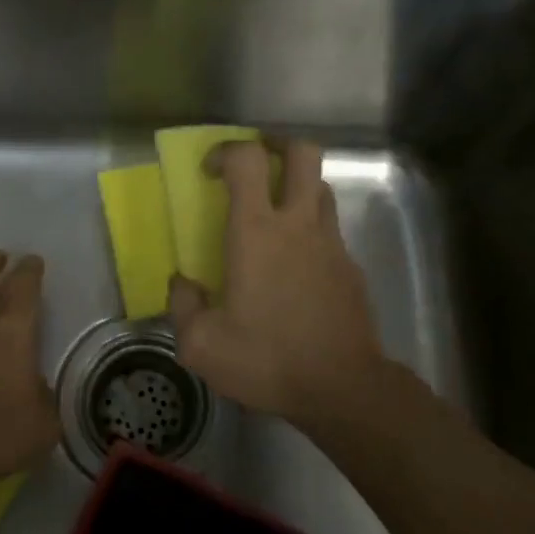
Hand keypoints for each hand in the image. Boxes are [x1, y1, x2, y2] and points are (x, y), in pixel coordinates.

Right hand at [168, 139, 389, 432]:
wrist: (342, 387)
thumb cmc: (267, 360)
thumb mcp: (202, 345)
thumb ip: (183, 306)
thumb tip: (183, 284)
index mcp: (257, 232)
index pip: (247, 160)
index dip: (226, 151)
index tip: (210, 172)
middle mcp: (298, 224)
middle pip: (302, 153)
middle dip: (276, 146)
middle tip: (255, 166)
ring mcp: (332, 243)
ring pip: (321, 187)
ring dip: (297, 186)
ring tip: (274, 213)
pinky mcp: (351, 267)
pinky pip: (330, 230)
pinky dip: (311, 230)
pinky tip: (296, 266)